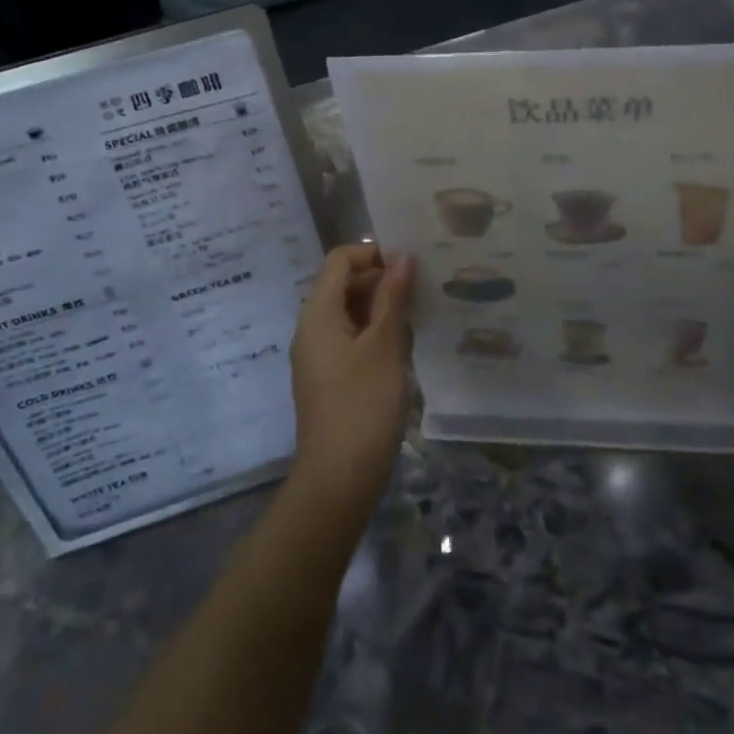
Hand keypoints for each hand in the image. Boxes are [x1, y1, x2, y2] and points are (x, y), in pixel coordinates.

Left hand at [287, 244, 415, 521]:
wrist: (338, 480)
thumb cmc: (363, 404)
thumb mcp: (385, 345)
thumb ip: (393, 297)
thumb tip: (403, 255)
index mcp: (318, 313)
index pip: (340, 259)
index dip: (374, 253)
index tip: (409, 264)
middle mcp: (312, 328)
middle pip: (344, 284)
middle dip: (381, 281)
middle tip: (421, 290)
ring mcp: (319, 355)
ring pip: (351, 313)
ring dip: (382, 310)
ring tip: (418, 321)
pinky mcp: (329, 378)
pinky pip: (351, 339)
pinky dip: (375, 336)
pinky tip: (403, 352)